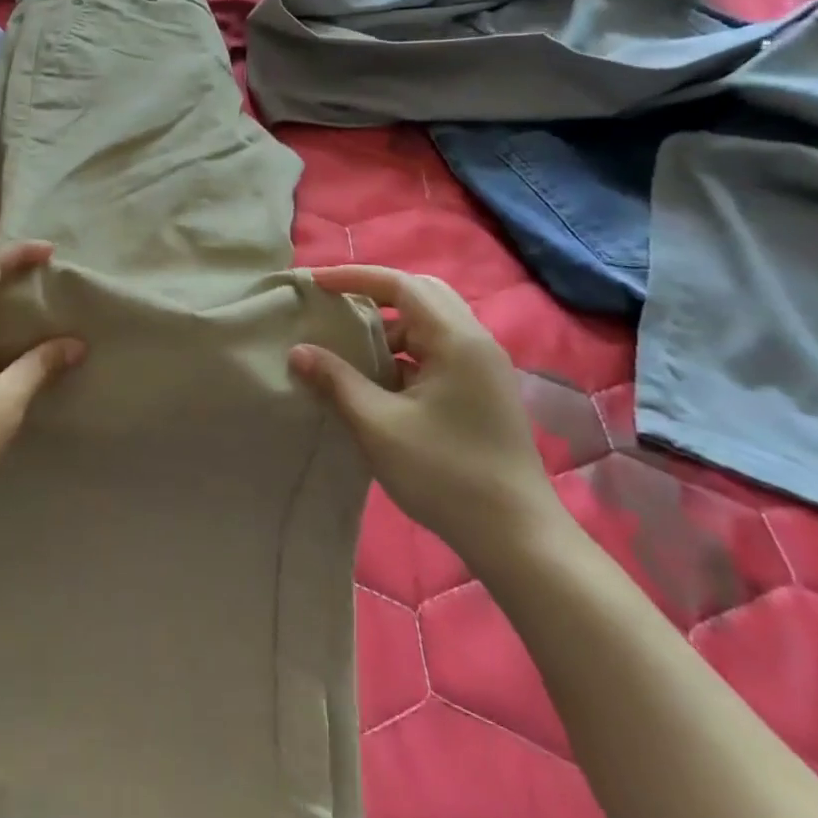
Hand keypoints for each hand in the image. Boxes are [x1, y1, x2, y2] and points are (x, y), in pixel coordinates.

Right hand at [291, 265, 560, 569]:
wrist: (519, 540)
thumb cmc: (446, 474)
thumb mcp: (378, 425)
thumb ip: (336, 381)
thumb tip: (298, 351)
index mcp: (456, 340)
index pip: (400, 284)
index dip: (353, 277)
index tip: (315, 284)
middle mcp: (476, 342)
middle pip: (421, 294)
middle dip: (375, 294)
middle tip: (335, 305)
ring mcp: (484, 368)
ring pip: (430, 323)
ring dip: (390, 326)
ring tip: (351, 345)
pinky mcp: (483, 391)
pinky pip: (439, 350)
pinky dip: (405, 351)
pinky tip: (379, 380)